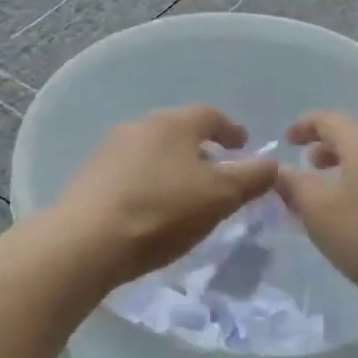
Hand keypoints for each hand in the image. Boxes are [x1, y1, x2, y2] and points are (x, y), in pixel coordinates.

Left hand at [52, 105, 279, 288]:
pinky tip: (152, 208)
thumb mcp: (220, 196)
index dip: (232, 130)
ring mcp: (110, 150)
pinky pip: (131, 172)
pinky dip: (150, 182)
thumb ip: (252, 177)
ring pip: (154, 151)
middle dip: (202, 149)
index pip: (211, 115)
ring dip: (174, 166)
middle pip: (180, 131)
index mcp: (173, 123)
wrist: (86, 241)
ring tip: (186, 193)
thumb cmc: (162, 212)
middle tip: (218, 171)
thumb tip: (271, 164)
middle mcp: (140, 126)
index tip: (244, 145)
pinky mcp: (90, 176)